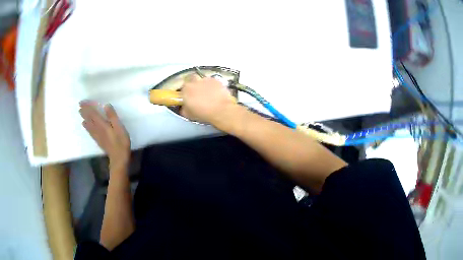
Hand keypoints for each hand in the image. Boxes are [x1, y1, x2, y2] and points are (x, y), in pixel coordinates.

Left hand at [79, 101, 130, 167]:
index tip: (81, 102)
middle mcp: (98, 129)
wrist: (118, 158)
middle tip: (79, 106)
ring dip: (84, 118)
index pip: (93, 113)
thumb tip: (106, 105)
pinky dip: (87, 127)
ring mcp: (97, 135)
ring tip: (80, 113)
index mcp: (102, 124)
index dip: (87, 107)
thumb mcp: (119, 127)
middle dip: (84, 112)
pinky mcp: (99, 141)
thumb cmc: (121, 142)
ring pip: (88, 125)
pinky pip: (90, 132)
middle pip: (89, 118)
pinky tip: (85, 126)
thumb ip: (112, 116)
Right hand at [180, 75, 237, 126]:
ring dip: (204, 84)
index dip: (185, 90)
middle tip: (197, 92)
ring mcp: (206, 79)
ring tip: (208, 93)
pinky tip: (216, 93)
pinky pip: (212, 81)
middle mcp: (195, 82)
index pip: (182, 86)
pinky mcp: (216, 80)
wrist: (221, 111)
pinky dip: (213, 86)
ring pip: (202, 80)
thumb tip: (184, 106)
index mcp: (186, 89)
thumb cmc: (203, 113)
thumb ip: (184, 108)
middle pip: (191, 78)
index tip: (188, 95)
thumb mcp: (188, 114)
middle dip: (193, 83)